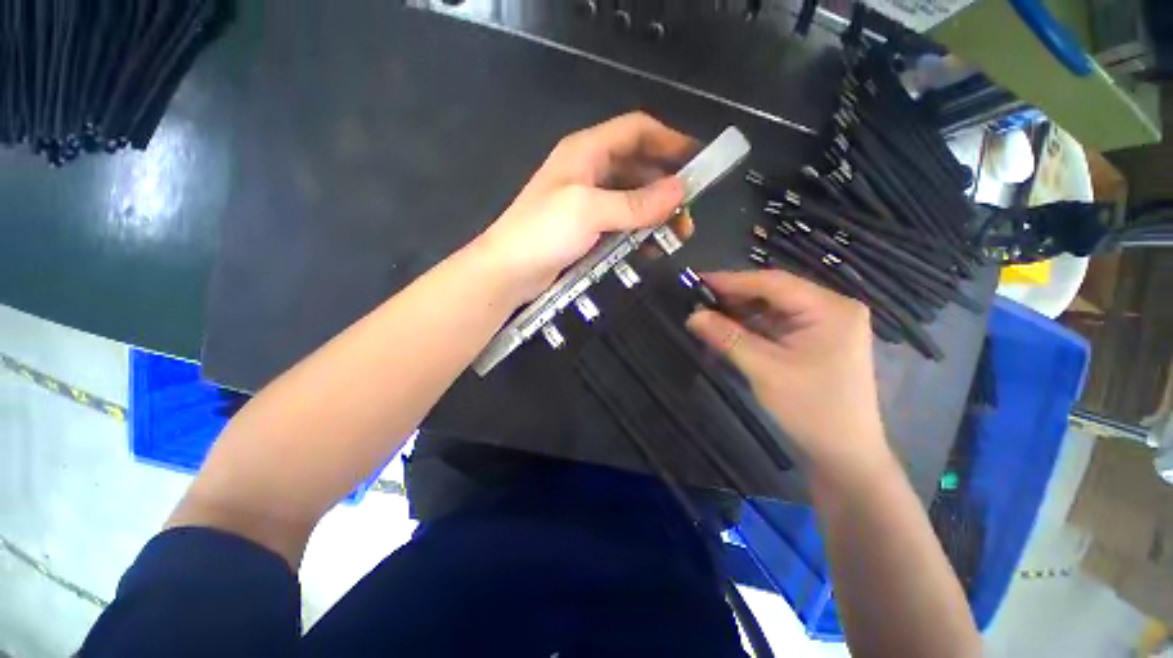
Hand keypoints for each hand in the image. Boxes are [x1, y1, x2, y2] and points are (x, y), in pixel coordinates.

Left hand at [474, 112, 693, 301]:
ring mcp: (588, 203)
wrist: (508, 272)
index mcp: (586, 152)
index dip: (668, 140)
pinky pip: (622, 224)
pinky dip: (639, 233)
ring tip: (676, 235)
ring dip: (656, 215)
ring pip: (633, 200)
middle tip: (688, 214)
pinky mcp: (587, 230)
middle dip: (666, 188)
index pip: (636, 131)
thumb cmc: (543, 233)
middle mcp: (589, 172)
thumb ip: (635, 203)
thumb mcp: (589, 211)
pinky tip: (651, 249)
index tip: (698, 161)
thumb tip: (680, 190)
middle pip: (638, 168)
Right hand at [686, 270, 890, 486]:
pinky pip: (778, 323)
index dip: (732, 280)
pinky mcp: (816, 339)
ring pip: (774, 307)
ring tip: (708, 314)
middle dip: (735, 296)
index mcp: (830, 309)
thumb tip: (692, 315)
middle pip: (775, 292)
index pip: (773, 283)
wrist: (845, 454)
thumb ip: (727, 338)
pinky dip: (752, 326)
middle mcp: (832, 308)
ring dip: (741, 311)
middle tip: (699, 300)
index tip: (697, 280)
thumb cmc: (811, 410)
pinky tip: (729, 329)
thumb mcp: (764, 370)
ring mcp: (826, 324)